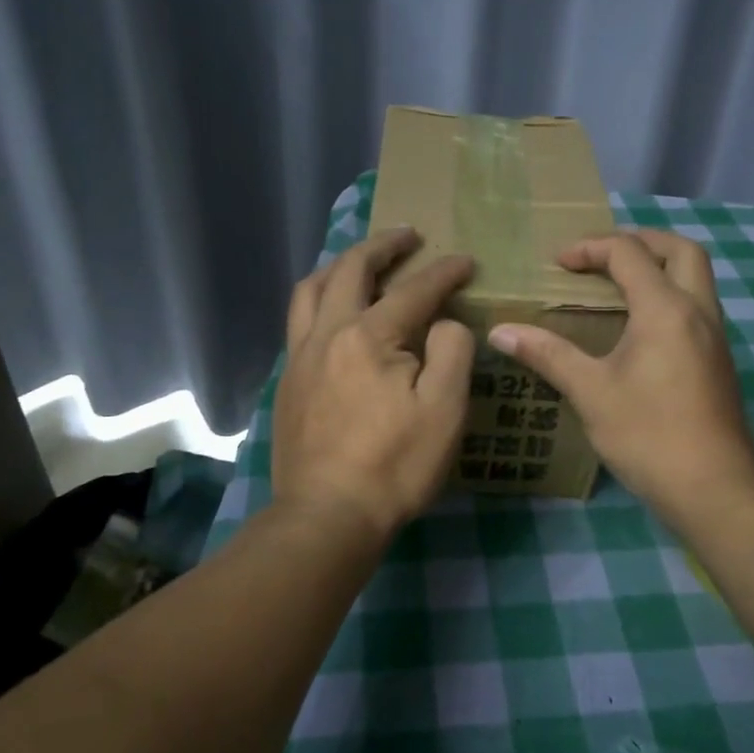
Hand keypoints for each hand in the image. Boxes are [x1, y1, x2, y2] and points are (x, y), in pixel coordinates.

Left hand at [273, 227, 476, 546]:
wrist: (327, 516)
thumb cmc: (394, 464)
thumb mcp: (444, 410)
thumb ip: (452, 352)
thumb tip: (445, 322)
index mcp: (368, 336)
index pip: (413, 290)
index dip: (443, 272)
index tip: (466, 261)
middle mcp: (327, 334)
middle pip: (350, 270)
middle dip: (382, 246)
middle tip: (408, 236)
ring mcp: (300, 357)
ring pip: (310, 290)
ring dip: (339, 265)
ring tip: (361, 262)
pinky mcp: (288, 382)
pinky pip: (299, 321)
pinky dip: (319, 299)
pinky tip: (333, 315)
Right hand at [488, 231, 753, 534]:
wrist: (714, 489)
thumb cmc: (648, 435)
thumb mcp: (590, 392)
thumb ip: (547, 354)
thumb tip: (500, 332)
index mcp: (665, 310)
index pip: (629, 253)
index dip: (590, 249)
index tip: (558, 264)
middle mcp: (698, 312)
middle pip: (680, 250)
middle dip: (639, 241)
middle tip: (601, 255)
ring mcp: (715, 337)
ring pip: (695, 278)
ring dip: (658, 267)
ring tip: (616, 285)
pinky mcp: (718, 360)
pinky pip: (696, 305)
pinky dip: (668, 295)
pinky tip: (638, 328)